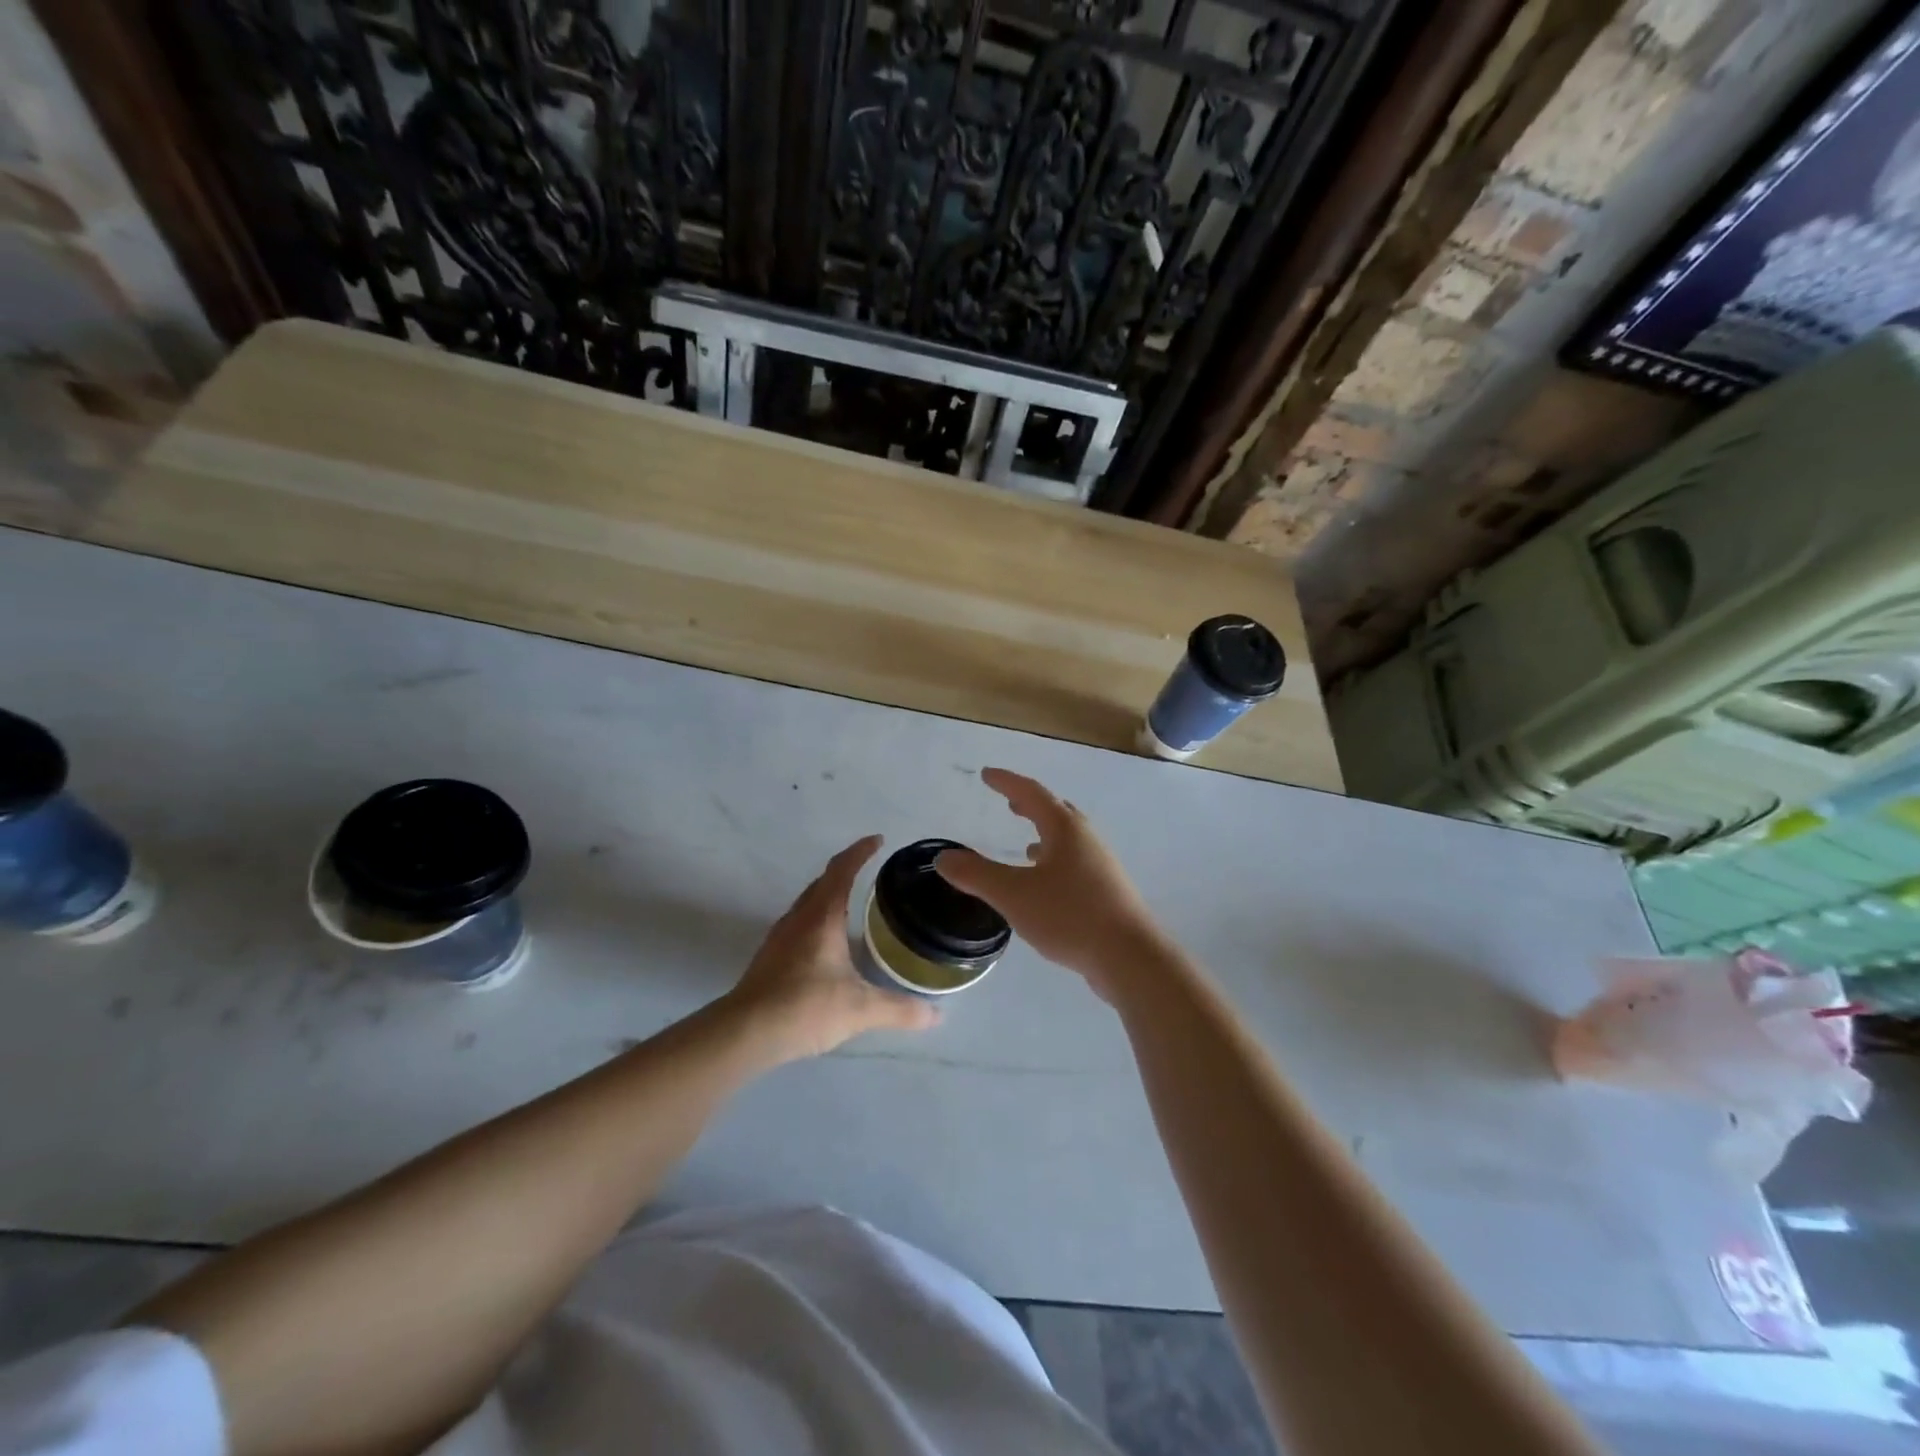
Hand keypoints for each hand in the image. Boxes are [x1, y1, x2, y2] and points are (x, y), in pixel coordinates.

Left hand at [725, 835, 939, 1061]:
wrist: (745, 1033)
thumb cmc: (805, 1007)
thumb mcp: (860, 1009)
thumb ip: (899, 1009)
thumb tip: (936, 1015)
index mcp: (821, 916)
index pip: (842, 870)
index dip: (860, 851)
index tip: (877, 840)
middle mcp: (799, 918)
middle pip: (822, 882)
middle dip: (846, 870)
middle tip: (870, 871)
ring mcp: (780, 936)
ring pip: (808, 902)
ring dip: (829, 895)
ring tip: (853, 903)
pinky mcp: (770, 956)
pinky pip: (799, 923)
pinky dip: (818, 918)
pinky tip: (828, 943)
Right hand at [935, 768, 1168, 999]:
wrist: (1130, 957)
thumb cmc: (1070, 915)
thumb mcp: (1013, 894)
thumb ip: (976, 875)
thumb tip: (944, 857)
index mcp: (1065, 829)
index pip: (1032, 793)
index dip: (1007, 782)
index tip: (986, 775)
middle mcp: (1086, 840)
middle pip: (1056, 812)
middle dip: (1030, 805)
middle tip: (1010, 802)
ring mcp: (1101, 866)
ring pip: (1068, 840)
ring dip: (1045, 834)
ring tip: (1025, 844)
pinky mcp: (1107, 892)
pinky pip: (1075, 864)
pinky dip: (1055, 862)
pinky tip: (1046, 886)